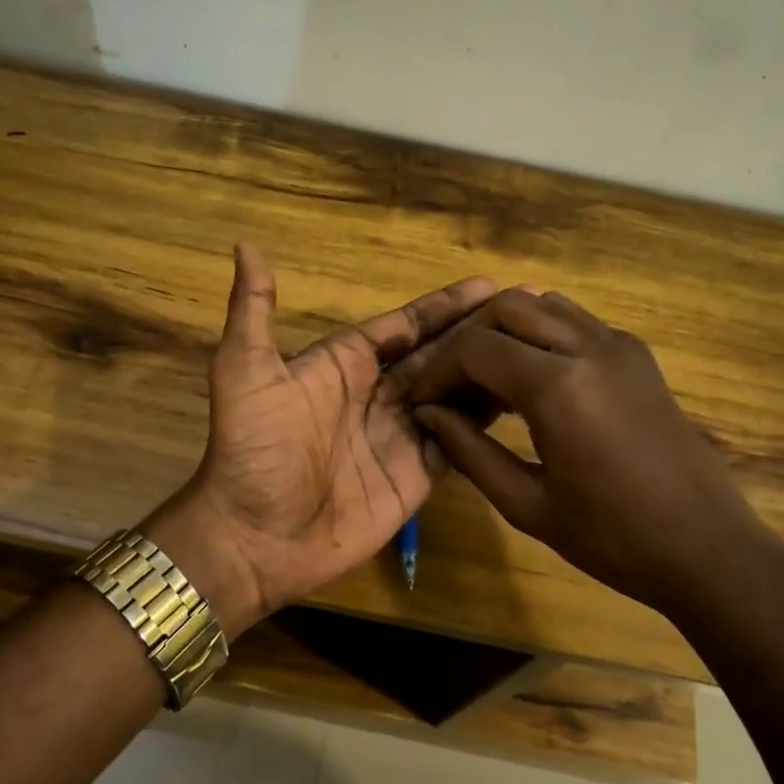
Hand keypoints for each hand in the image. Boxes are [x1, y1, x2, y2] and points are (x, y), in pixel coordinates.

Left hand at [152, 245, 495, 634]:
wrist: (255, 538)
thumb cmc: (253, 450)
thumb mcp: (245, 371)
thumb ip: (254, 311)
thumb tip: (245, 245)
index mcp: (344, 363)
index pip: (405, 326)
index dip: (444, 306)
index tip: (490, 285)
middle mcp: (378, 394)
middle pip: (438, 355)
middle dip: (479, 332)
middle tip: (531, 310)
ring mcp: (400, 436)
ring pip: (455, 394)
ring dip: (490, 372)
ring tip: (539, 349)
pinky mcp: (415, 476)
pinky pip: (458, 442)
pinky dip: (485, 423)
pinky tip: (522, 402)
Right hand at [397, 288, 783, 632]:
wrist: (708, 548)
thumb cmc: (613, 538)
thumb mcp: (528, 505)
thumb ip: (470, 452)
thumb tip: (428, 415)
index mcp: (558, 387)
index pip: (475, 348)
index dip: (438, 371)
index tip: (421, 401)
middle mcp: (589, 348)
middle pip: (508, 306)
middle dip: (468, 338)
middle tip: (451, 384)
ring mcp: (620, 345)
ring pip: (545, 304)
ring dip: (506, 329)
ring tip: (487, 378)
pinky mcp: (639, 355)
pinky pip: (577, 322)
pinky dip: (542, 334)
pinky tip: (533, 380)